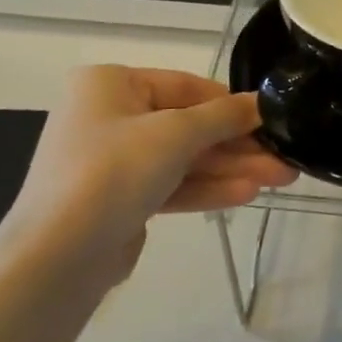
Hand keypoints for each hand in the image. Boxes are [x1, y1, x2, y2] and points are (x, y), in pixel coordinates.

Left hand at [4, 66, 296, 279]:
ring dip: (230, 168)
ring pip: (183, 159)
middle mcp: (108, 116)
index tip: (271, 118)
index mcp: (110, 84)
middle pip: (188, 126)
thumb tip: (262, 103)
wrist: (57, 257)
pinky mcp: (118, 200)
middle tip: (284, 157)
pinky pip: (170, 185)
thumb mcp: (176, 133)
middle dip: (237, 144)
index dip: (231, 103)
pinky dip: (206, 188)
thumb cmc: (114, 171)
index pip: (186, 86)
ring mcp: (112, 161)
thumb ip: (224, 116)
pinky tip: (247, 194)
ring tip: (280, 178)